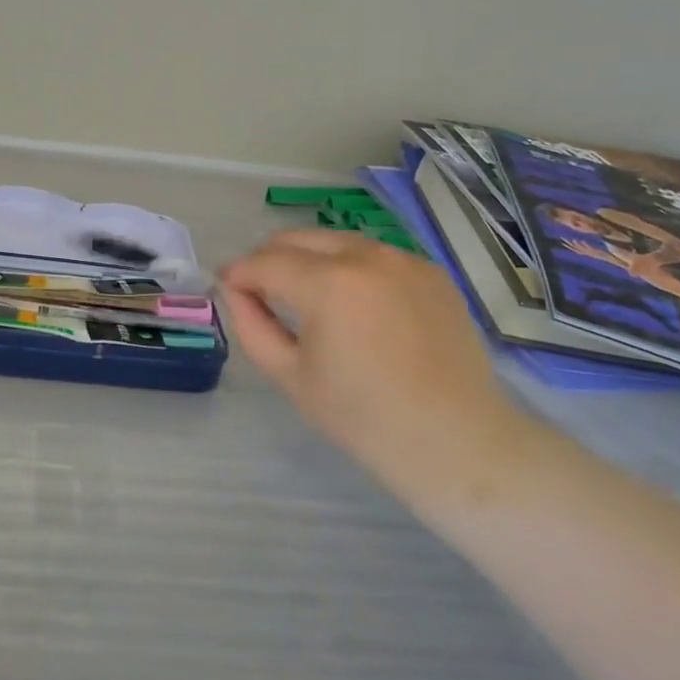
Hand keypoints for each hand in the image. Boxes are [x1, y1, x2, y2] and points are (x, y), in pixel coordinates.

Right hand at [219, 230, 534, 501]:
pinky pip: (375, 256)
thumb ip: (251, 326)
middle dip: (269, 258)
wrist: (454, 441)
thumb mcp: (290, 376)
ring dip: (310, 259)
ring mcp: (404, 260)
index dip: (238, 273)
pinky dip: (350, 268)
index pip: (265, 262)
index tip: (225, 287)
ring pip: (337, 242)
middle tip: (258, 289)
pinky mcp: (431, 273)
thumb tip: (235, 292)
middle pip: (299, 239)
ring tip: (304, 296)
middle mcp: (367, 257)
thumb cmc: (362, 418)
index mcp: (328, 284)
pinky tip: (353, 304)